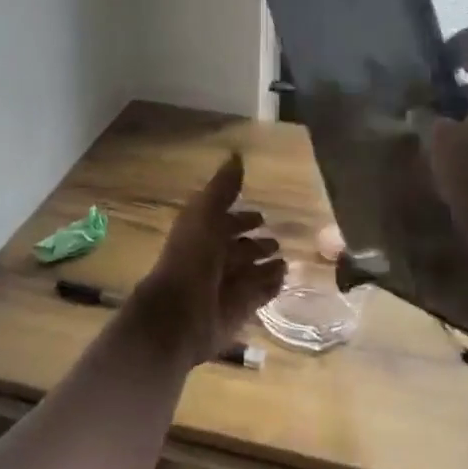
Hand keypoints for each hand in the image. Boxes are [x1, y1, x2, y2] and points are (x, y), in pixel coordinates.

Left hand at [129, 152, 284, 363]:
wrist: (180, 313)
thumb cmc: (191, 257)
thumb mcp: (205, 213)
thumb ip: (222, 188)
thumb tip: (236, 155)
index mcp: (202, 234)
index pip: (226, 222)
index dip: (242, 218)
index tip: (262, 215)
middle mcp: (213, 259)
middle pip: (239, 249)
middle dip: (257, 243)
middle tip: (279, 240)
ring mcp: (226, 286)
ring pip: (250, 272)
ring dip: (266, 265)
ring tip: (287, 260)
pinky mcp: (238, 310)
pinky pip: (259, 294)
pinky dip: (271, 285)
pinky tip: (285, 278)